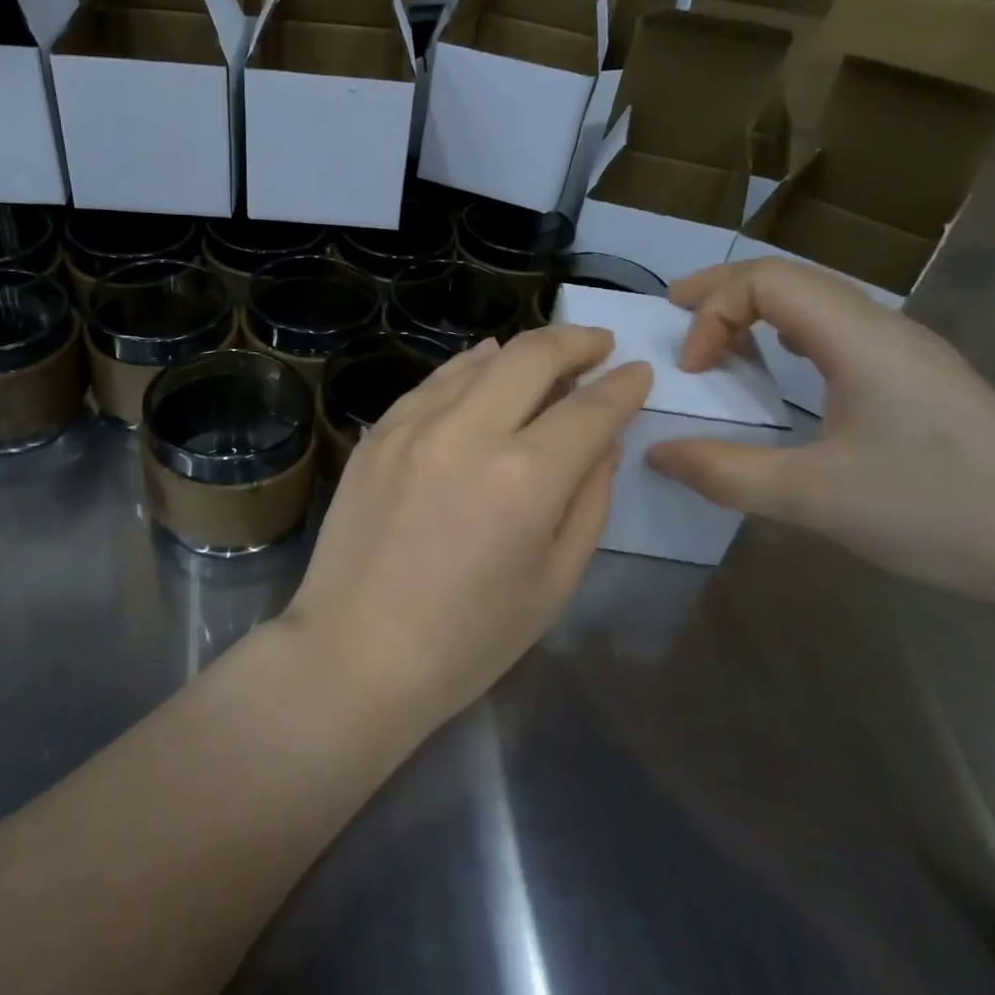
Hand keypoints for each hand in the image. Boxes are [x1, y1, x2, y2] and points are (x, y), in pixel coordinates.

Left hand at [285, 325, 652, 727]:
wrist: (356, 652)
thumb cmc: (468, 640)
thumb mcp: (553, 582)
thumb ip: (589, 502)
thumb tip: (605, 441)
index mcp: (524, 480)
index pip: (589, 409)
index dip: (623, 387)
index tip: (638, 374)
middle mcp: (467, 434)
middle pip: (532, 356)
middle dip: (576, 341)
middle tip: (598, 346)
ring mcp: (413, 427)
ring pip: (479, 361)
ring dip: (522, 351)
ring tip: (547, 358)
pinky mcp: (377, 433)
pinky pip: (433, 382)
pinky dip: (469, 367)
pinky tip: (483, 365)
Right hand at [646, 259, 994, 611]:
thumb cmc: (937, 514)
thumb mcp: (814, 500)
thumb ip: (725, 473)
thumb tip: (657, 452)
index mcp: (862, 340)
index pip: (768, 280)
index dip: (714, 311)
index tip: (693, 371)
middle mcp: (888, 330)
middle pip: (792, 276)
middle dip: (724, 290)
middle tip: (676, 314)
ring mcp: (911, 354)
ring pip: (820, 300)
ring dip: (759, 309)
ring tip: (720, 342)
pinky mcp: (923, 382)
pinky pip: (840, 330)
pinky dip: (791, 333)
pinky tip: (785, 370)